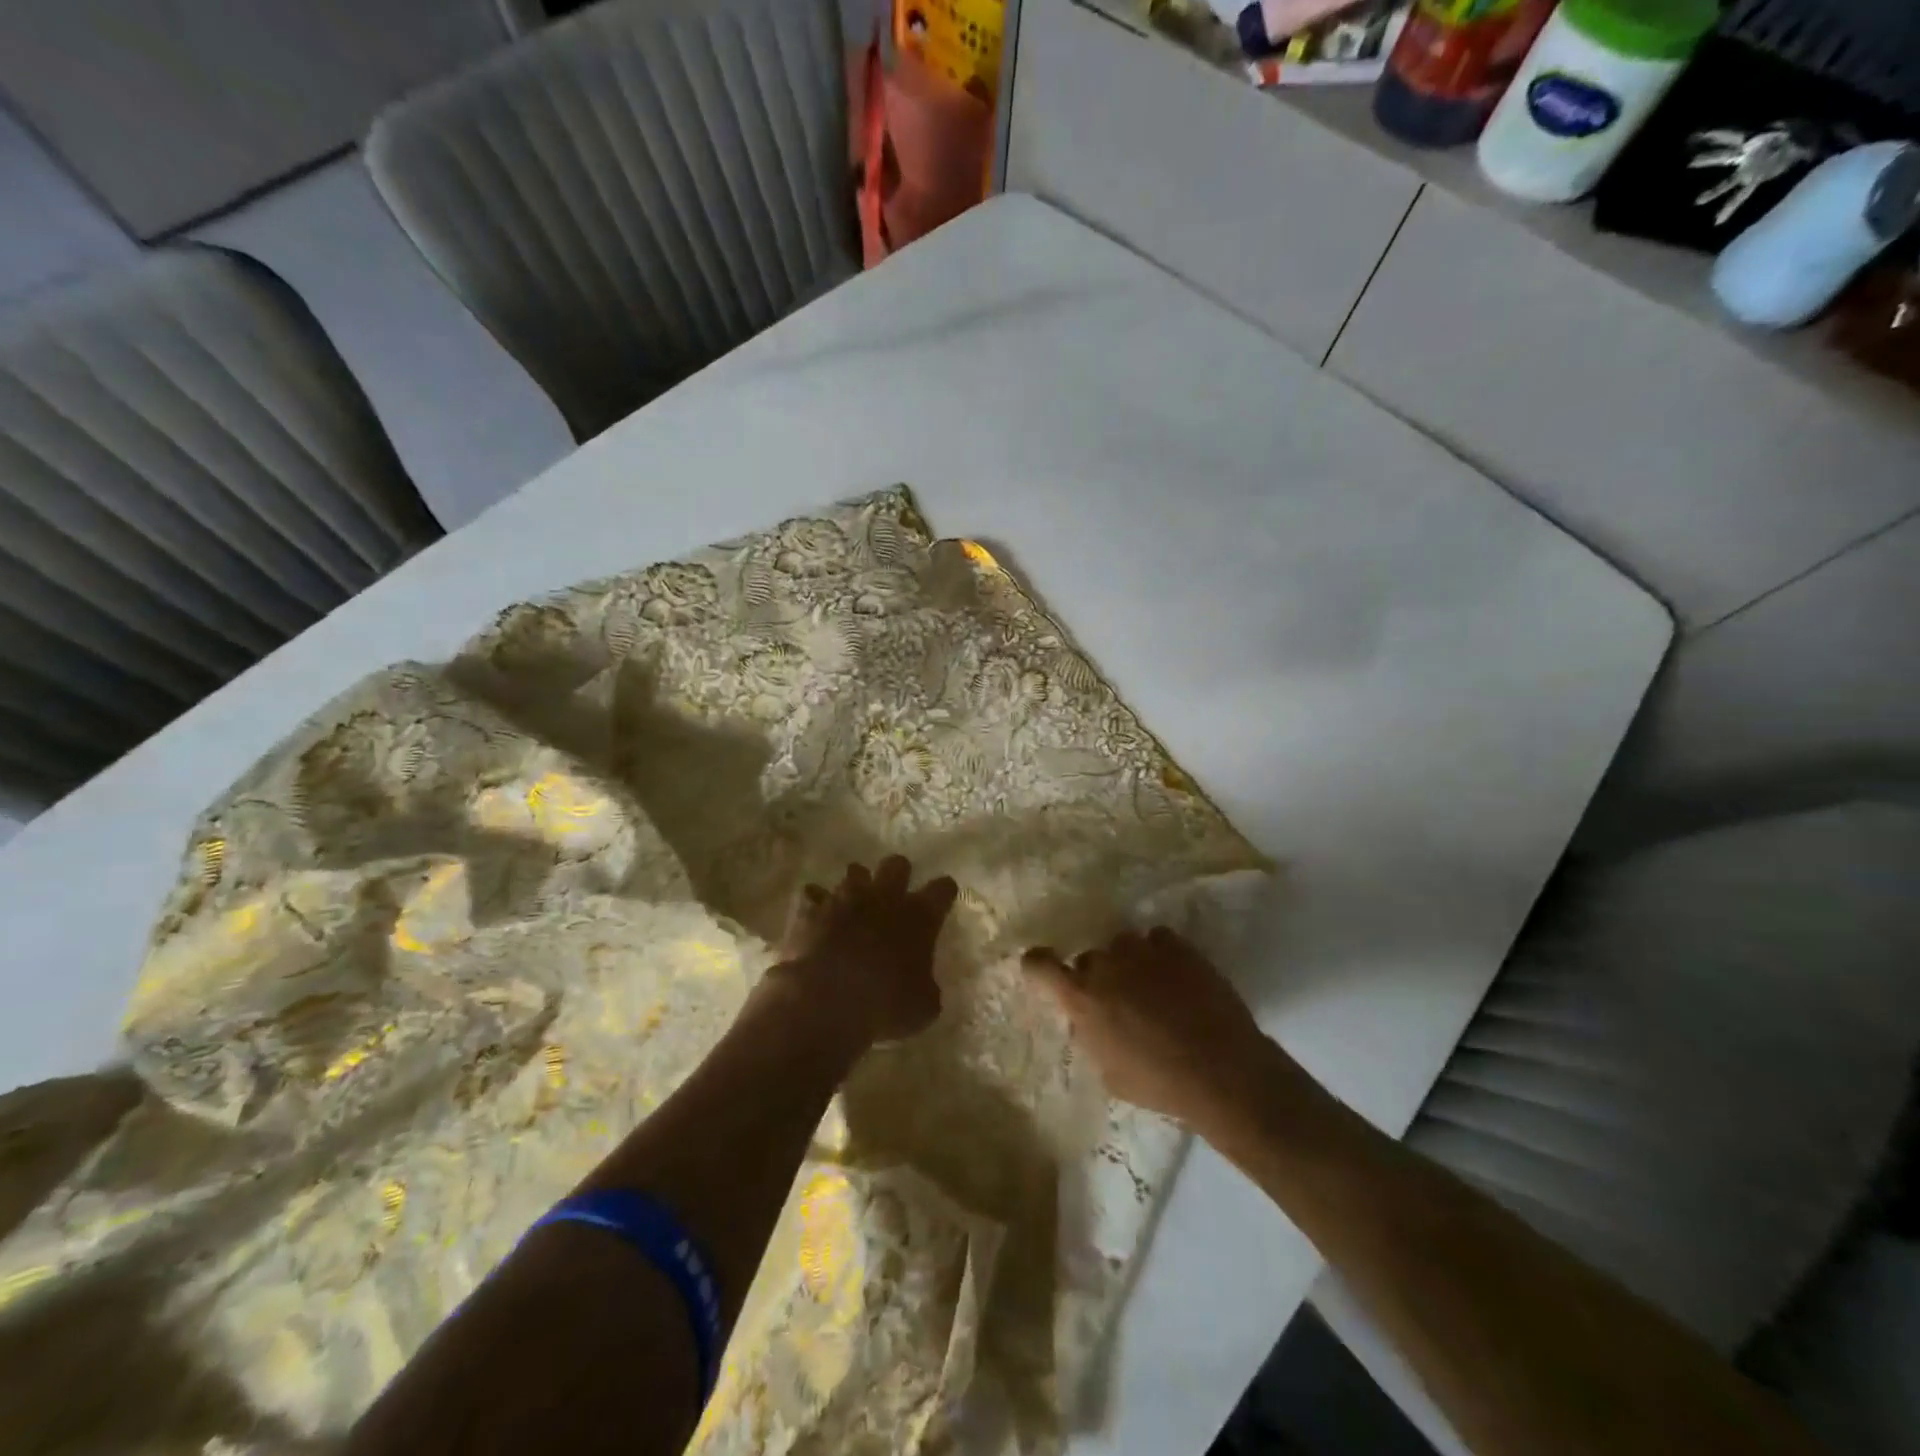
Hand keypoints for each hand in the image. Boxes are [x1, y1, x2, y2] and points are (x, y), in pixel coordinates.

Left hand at [774, 856, 958, 1047]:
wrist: (825, 1003)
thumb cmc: (885, 1006)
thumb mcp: (923, 1006)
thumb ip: (926, 986)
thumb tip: (923, 985)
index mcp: (919, 916)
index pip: (942, 889)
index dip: (944, 892)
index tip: (943, 898)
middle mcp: (885, 897)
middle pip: (897, 864)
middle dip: (898, 874)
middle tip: (896, 894)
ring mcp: (846, 899)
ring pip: (856, 871)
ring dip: (858, 885)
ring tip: (856, 904)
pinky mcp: (813, 910)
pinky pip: (815, 894)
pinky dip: (817, 903)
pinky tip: (818, 915)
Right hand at [1024, 928, 1268, 1127]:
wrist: (1222, 1070)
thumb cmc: (1159, 1083)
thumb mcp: (1109, 1072)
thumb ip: (1091, 1035)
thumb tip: (1089, 1019)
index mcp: (1081, 999)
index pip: (1039, 965)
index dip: (1038, 966)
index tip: (1046, 971)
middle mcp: (1105, 965)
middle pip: (1088, 959)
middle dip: (1099, 977)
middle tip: (1120, 1002)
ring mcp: (1141, 950)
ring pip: (1122, 945)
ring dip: (1129, 963)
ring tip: (1153, 988)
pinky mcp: (1176, 945)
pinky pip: (1156, 939)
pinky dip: (1160, 954)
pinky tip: (1176, 976)